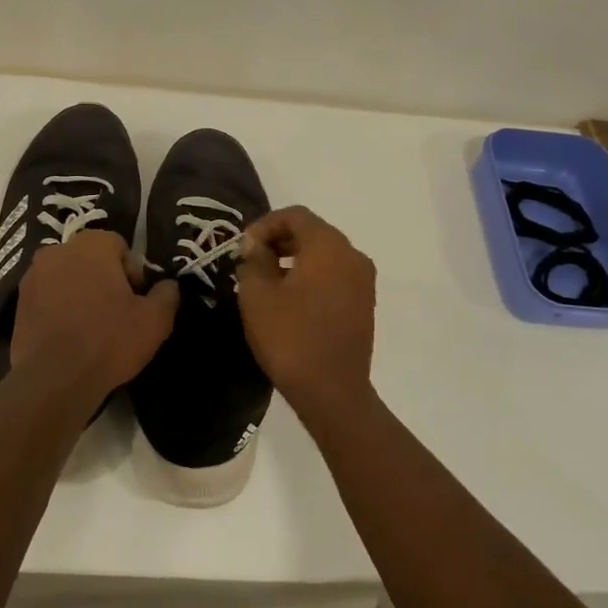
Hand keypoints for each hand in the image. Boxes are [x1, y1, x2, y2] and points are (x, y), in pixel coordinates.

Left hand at [10, 230, 179, 402]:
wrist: (54, 380)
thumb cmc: (108, 340)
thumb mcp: (154, 321)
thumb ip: (167, 295)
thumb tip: (169, 286)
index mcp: (91, 244)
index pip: (119, 247)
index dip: (131, 274)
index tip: (135, 302)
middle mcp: (58, 251)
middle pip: (90, 260)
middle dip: (104, 280)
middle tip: (116, 315)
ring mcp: (33, 276)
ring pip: (67, 278)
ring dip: (79, 294)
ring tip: (91, 329)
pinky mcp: (18, 303)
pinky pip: (48, 299)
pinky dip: (58, 310)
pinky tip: (69, 338)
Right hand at [235, 206, 376, 419]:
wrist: (332, 392)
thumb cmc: (290, 337)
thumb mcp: (257, 294)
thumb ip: (254, 259)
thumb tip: (257, 245)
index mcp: (329, 246)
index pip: (295, 215)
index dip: (264, 225)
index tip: (243, 248)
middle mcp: (353, 255)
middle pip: (313, 231)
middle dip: (279, 240)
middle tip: (251, 261)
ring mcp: (363, 281)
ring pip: (324, 254)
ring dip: (294, 258)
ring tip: (266, 280)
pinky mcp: (364, 304)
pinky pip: (334, 275)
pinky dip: (311, 275)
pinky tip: (289, 298)